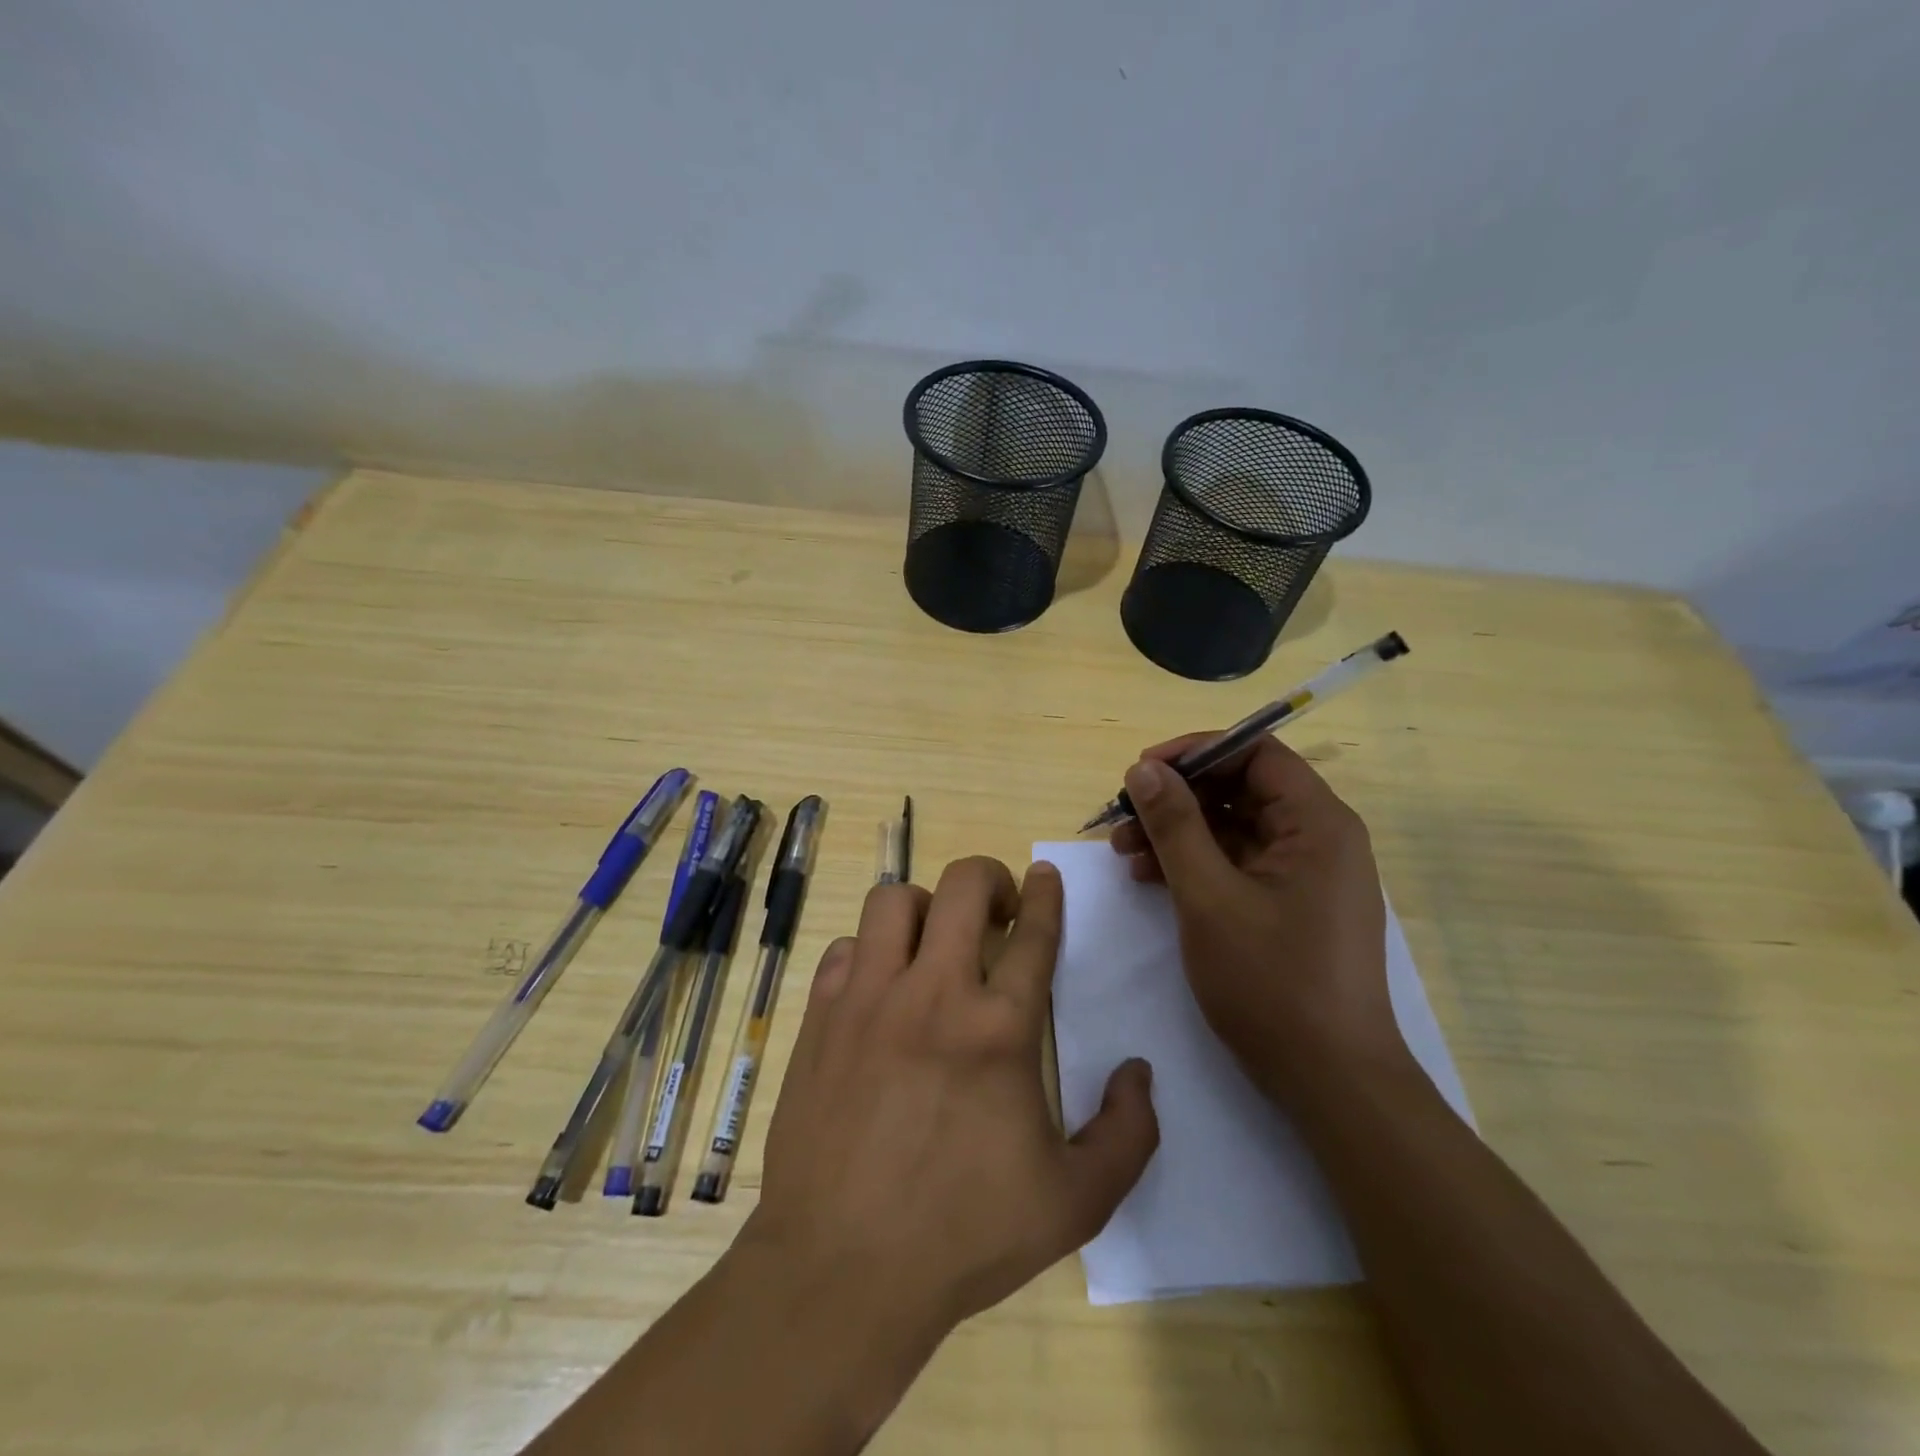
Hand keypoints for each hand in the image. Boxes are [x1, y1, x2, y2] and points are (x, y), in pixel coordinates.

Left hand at [744, 857, 1158, 1336]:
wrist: (841, 1271)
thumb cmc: (963, 1236)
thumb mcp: (1074, 1203)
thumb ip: (1128, 1135)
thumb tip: (1139, 1072)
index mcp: (999, 1029)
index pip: (1033, 933)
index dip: (1045, 894)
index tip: (1045, 874)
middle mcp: (933, 994)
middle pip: (962, 887)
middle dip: (988, 878)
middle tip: (997, 906)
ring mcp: (869, 999)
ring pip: (892, 901)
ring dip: (923, 907)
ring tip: (934, 941)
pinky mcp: (821, 1017)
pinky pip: (845, 949)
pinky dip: (868, 953)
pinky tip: (880, 986)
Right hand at [1109, 735, 1401, 1099]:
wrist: (1330, 1082)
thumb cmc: (1272, 982)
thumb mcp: (1209, 897)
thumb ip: (1175, 826)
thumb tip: (1143, 769)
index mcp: (1317, 823)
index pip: (1255, 752)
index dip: (1195, 752)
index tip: (1141, 770)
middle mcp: (1318, 838)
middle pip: (1240, 789)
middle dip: (1177, 798)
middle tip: (1123, 816)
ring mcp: (1305, 874)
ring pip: (1233, 827)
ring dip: (1178, 832)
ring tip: (1124, 852)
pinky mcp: (1290, 905)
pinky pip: (1238, 863)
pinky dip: (1195, 863)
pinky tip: (1151, 879)